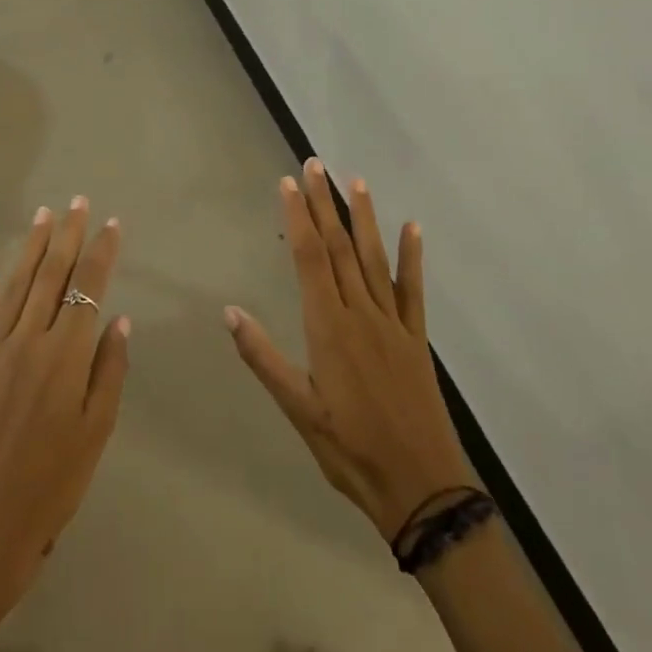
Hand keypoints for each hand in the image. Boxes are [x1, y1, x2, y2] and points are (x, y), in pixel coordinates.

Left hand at [0, 197, 129, 627]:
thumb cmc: (52, 486)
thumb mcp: (96, 433)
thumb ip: (109, 372)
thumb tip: (118, 321)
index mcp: (67, 357)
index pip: (88, 289)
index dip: (102, 253)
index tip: (112, 223)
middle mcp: (31, 342)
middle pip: (52, 277)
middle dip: (68, 236)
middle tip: (78, 202)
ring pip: (17, 286)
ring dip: (32, 247)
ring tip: (45, 215)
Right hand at [226, 160, 475, 541]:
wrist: (421, 486)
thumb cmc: (350, 450)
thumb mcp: (298, 410)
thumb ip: (264, 358)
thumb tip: (230, 311)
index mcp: (329, 328)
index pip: (311, 259)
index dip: (299, 218)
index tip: (289, 183)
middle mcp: (361, 314)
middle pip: (340, 248)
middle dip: (325, 204)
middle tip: (316, 165)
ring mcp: (393, 323)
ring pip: (374, 260)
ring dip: (364, 218)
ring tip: (355, 182)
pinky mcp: (416, 338)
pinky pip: (413, 290)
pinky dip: (413, 257)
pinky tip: (412, 228)